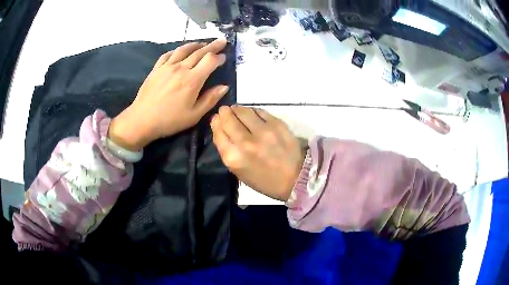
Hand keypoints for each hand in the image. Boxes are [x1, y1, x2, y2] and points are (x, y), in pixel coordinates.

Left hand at [109, 38, 229, 150]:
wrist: (142, 120)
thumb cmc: (170, 120)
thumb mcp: (194, 115)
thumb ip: (210, 99)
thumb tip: (224, 87)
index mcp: (192, 80)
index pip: (210, 61)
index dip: (219, 58)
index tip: (224, 58)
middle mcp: (181, 68)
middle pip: (199, 52)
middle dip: (213, 46)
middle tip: (221, 41)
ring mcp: (167, 67)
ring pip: (184, 50)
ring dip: (195, 44)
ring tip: (202, 43)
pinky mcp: (156, 69)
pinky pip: (168, 55)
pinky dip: (176, 50)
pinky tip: (180, 51)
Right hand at [210, 106, 304, 200]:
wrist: (296, 178)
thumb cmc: (265, 180)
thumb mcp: (239, 172)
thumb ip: (226, 150)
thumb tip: (219, 127)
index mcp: (234, 158)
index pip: (218, 132)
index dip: (216, 123)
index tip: (217, 119)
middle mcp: (246, 142)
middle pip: (228, 119)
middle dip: (224, 113)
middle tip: (225, 111)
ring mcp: (262, 131)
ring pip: (243, 111)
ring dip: (237, 109)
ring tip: (237, 111)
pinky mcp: (277, 124)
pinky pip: (259, 111)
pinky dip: (252, 111)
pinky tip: (252, 114)